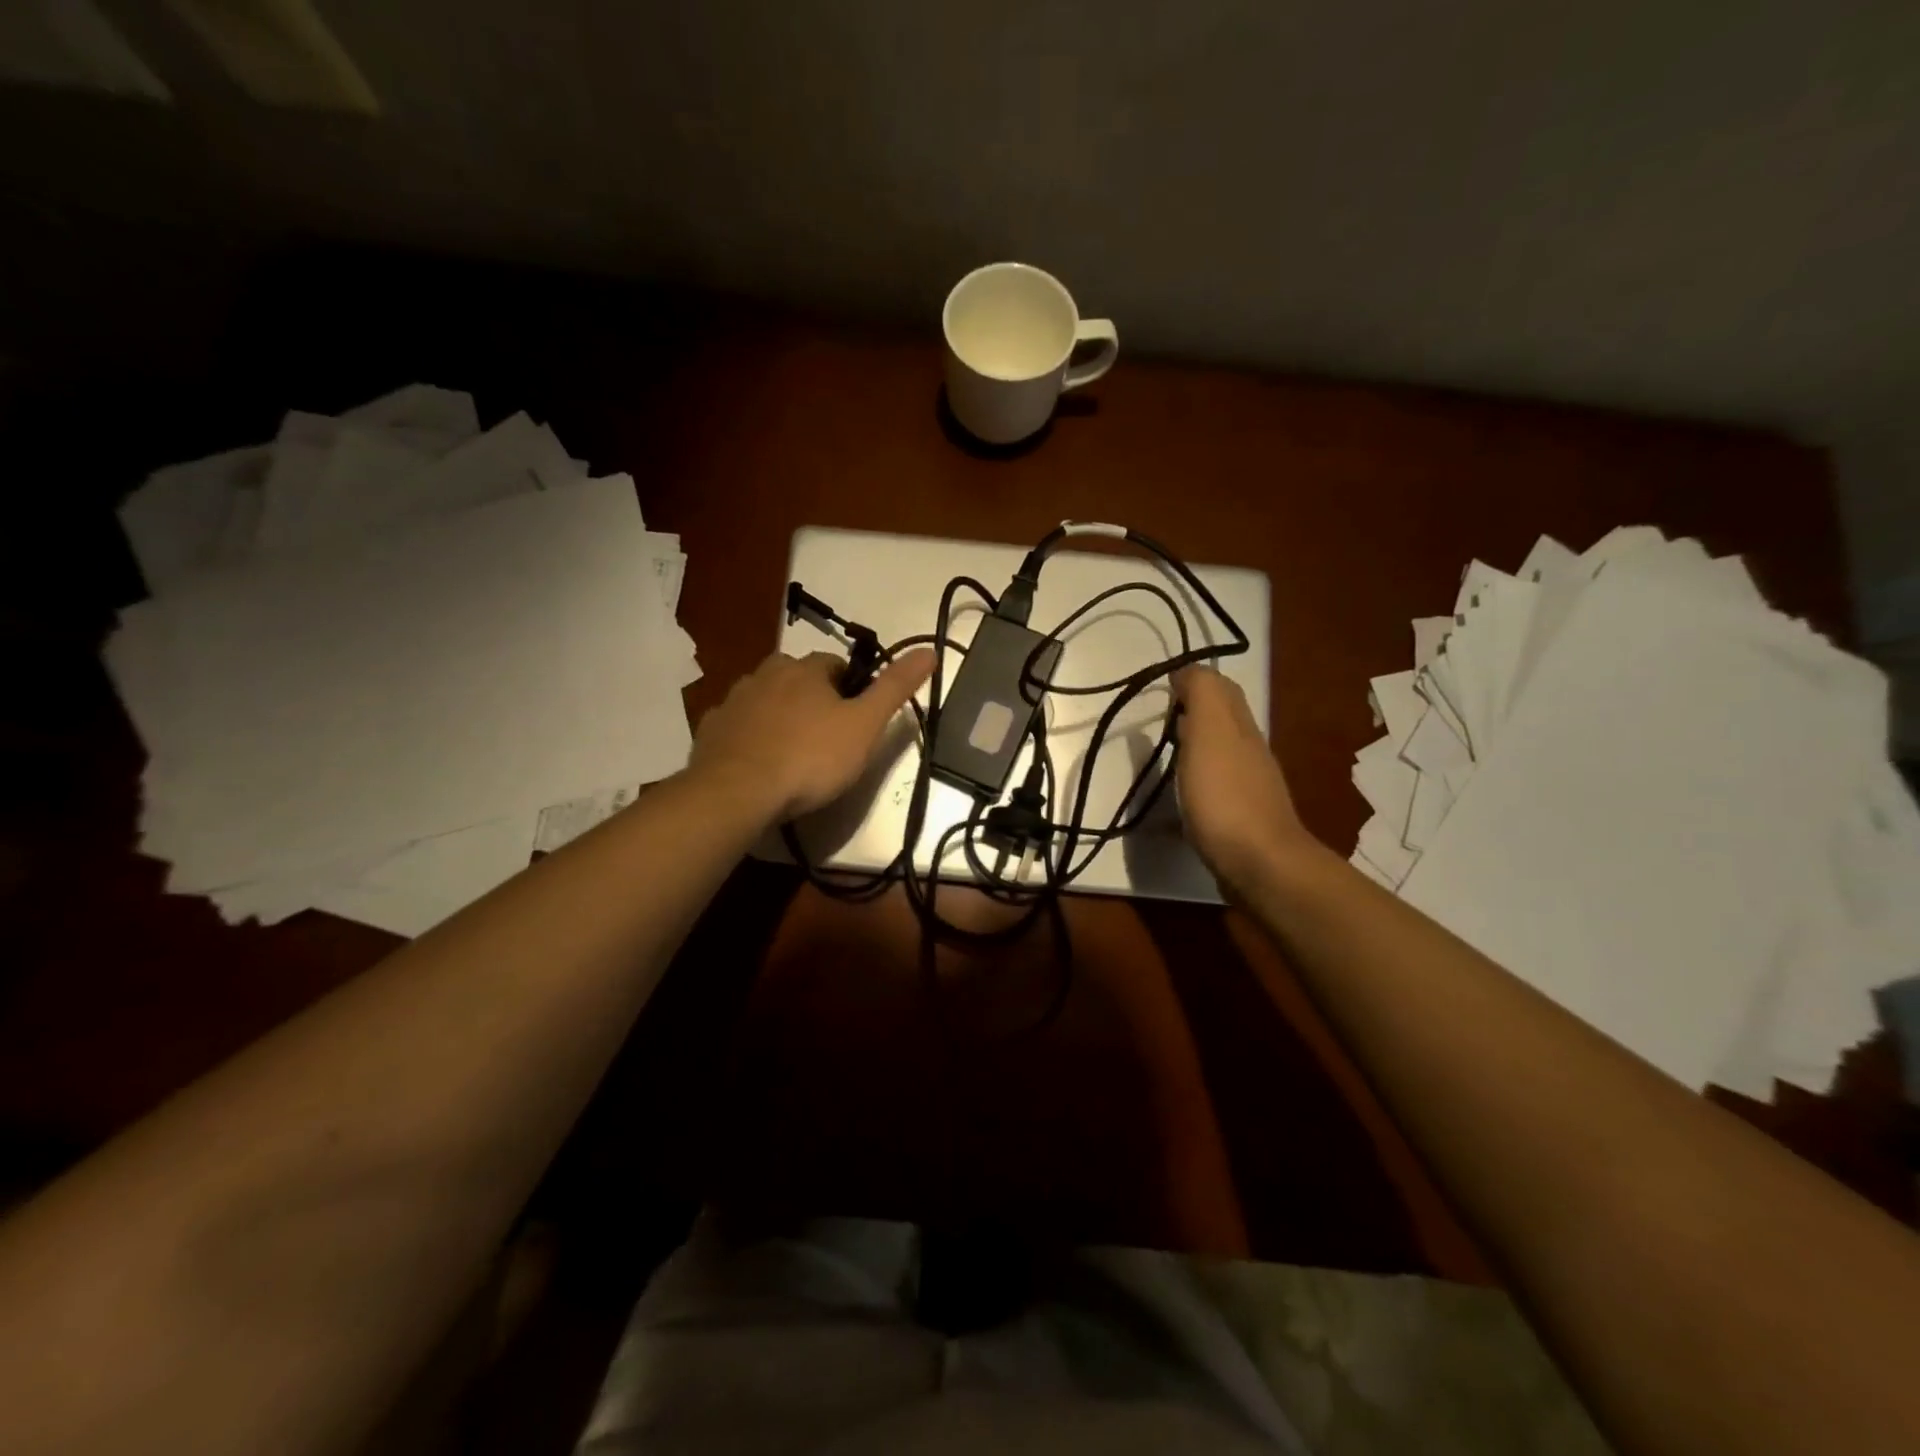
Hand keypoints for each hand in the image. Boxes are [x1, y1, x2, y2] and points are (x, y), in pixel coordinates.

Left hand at [691, 648, 935, 821]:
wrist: (738, 792)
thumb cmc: (811, 758)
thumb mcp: (865, 725)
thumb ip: (895, 688)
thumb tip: (929, 650)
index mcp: (806, 669)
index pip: (836, 665)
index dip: (851, 689)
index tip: (857, 720)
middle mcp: (765, 674)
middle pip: (798, 678)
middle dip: (813, 699)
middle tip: (827, 739)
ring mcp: (733, 701)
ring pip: (765, 699)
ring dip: (780, 716)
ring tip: (793, 754)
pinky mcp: (710, 730)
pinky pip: (738, 725)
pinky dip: (750, 737)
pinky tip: (759, 764)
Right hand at [1171, 666, 1316, 891]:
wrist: (1259, 864)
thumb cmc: (1225, 796)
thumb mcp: (1210, 732)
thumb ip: (1202, 695)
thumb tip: (1189, 671)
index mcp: (1240, 727)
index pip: (1222, 690)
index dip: (1195, 681)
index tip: (1163, 686)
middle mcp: (1250, 751)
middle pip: (1226, 720)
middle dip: (1197, 710)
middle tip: (1163, 715)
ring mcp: (1249, 787)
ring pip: (1222, 752)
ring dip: (1197, 745)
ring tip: (1167, 751)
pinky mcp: (1241, 819)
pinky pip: (1218, 786)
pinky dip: (1199, 779)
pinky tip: (1182, 794)